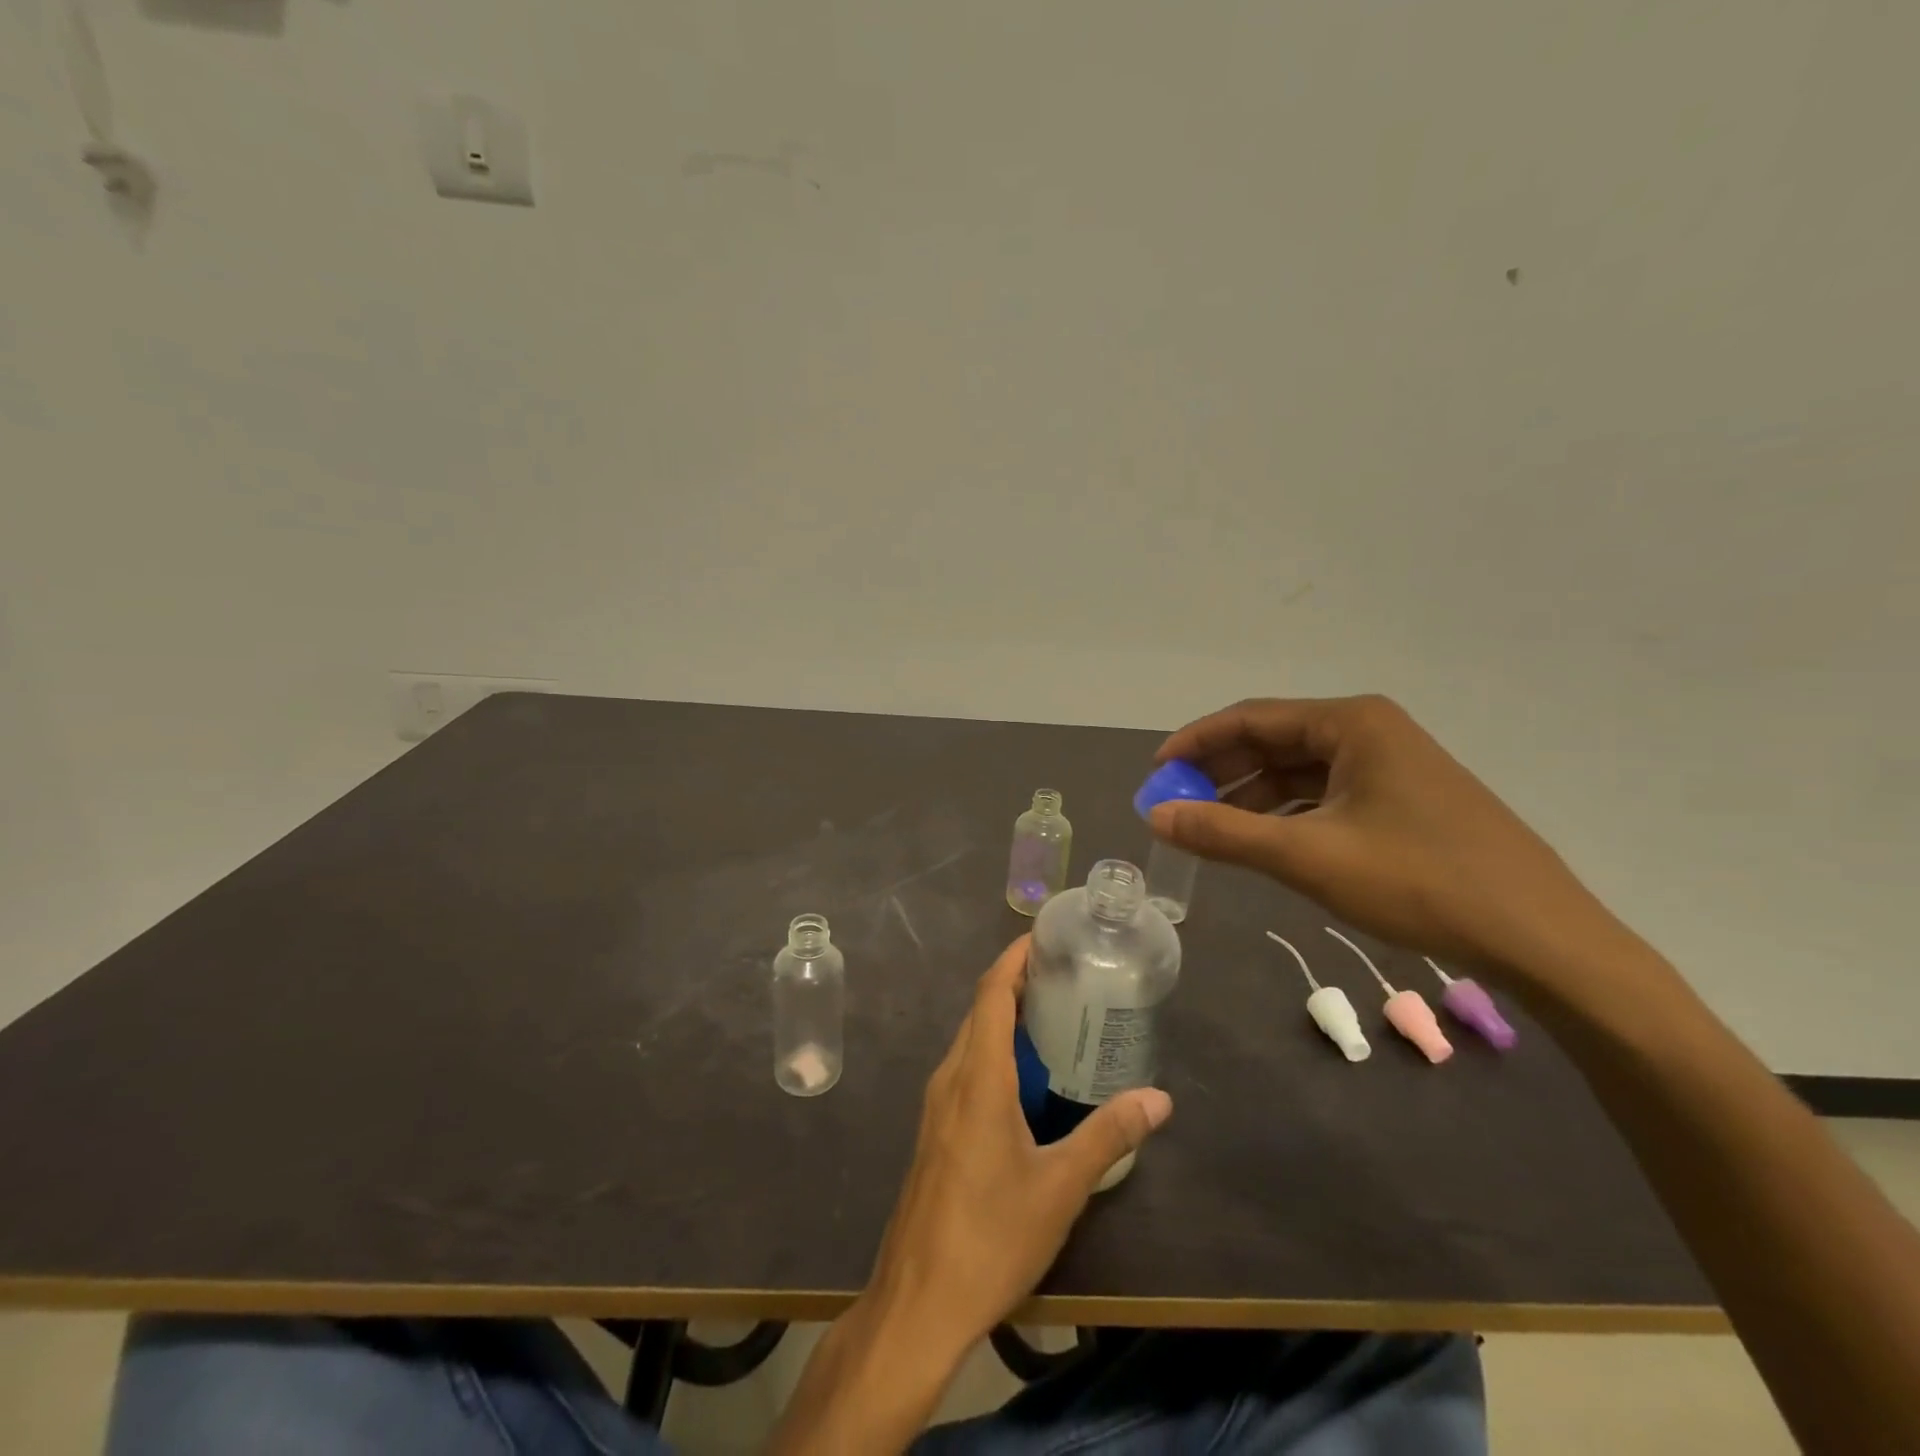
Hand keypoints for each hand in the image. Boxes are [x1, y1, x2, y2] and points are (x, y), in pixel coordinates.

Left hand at [867, 935, 1172, 1354]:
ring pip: (971, 1042)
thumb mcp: (1060, 1186)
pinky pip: (966, 1070)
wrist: (919, 1301)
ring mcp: (938, 1106)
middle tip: (1066, 977)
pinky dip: (995, 1054)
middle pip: (980, 1012)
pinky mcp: (936, 1131)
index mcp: (977, 1077)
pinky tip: (1027, 1080)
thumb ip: (1108, 1135)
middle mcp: (951, 1078)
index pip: (991, 994)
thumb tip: (1159, 1098)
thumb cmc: (991, 1235)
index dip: (1014, 960)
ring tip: (1054, 1019)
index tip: (1044, 939)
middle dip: (1017, 985)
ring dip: (1005, 1021)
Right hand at [1150, 695, 1616, 975]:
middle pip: (1274, 740)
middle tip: (1177, 804)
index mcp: (1351, 723)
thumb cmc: (1420, 882)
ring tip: (1210, 828)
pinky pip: (1327, 794)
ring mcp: (1393, 765)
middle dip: (1221, 771)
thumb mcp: (1309, 857)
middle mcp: (1371, 731)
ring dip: (1251, 795)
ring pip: (1300, 770)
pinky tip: (1265, 841)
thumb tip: (1155, 816)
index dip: (1196, 743)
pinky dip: (1287, 813)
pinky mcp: (1406, 800)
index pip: (1251, 718)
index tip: (1156, 774)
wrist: (1542, 939)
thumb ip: (1225, 833)